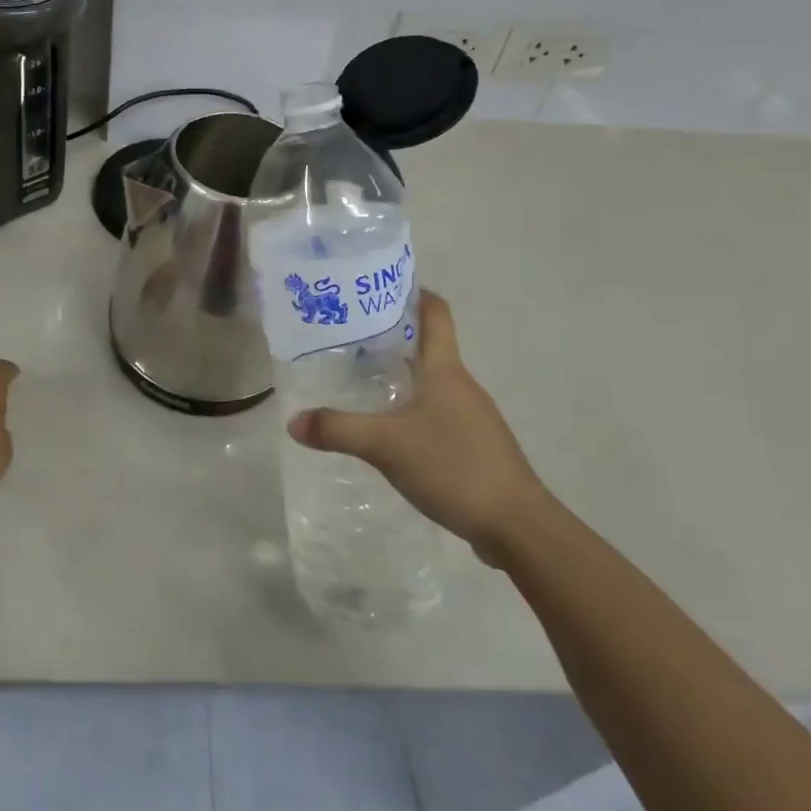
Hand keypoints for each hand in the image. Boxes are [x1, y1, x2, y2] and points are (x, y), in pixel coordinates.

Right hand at [287, 291, 547, 564]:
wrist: (517, 525)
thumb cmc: (454, 466)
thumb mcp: (386, 445)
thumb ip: (338, 429)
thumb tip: (293, 421)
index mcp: (445, 370)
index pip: (436, 313)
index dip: (414, 292)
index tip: (381, 285)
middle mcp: (462, 384)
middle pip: (429, 345)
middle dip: (392, 335)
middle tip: (349, 335)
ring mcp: (473, 416)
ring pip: (432, 381)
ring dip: (402, 373)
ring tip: (361, 379)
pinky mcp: (475, 444)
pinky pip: (438, 411)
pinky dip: (412, 407)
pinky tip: (389, 428)